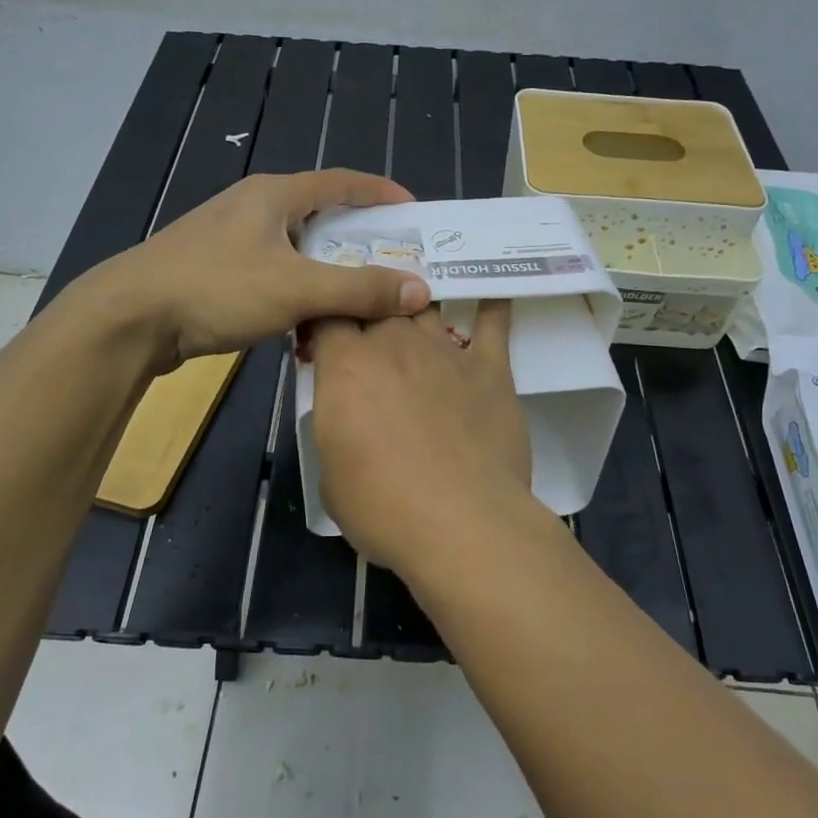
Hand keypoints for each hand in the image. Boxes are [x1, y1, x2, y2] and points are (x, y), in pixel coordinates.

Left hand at [93, 171, 430, 370]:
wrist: (128, 319)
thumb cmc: (215, 289)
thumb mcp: (296, 289)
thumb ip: (359, 289)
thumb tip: (420, 289)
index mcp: (274, 195)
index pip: (341, 181)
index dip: (380, 192)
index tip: (414, 211)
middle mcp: (253, 207)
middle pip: (320, 213)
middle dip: (360, 236)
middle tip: (394, 259)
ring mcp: (230, 238)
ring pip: (296, 246)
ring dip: (329, 267)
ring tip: (359, 292)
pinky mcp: (216, 268)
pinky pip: (274, 269)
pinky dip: (300, 286)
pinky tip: (309, 315)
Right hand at [308, 302, 533, 576]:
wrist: (462, 522)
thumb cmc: (383, 507)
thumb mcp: (331, 473)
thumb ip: (338, 428)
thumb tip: (351, 420)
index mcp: (346, 366)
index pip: (328, 315)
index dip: (324, 321)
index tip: (324, 339)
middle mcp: (394, 344)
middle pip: (378, 303)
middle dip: (369, 312)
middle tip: (369, 335)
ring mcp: (445, 352)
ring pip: (426, 306)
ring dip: (416, 308)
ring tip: (415, 312)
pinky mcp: (489, 368)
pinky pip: (492, 324)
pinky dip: (491, 307)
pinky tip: (492, 295)